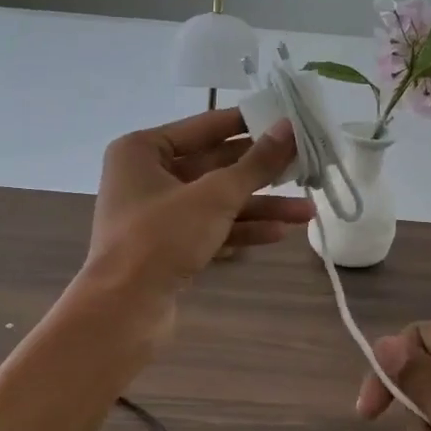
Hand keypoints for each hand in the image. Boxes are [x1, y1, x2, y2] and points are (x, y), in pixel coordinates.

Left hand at [85, 107, 313, 305]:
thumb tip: (289, 128)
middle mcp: (146, 177)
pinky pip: (210, 229)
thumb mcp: (214, 196)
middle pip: (213, 166)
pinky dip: (241, 230)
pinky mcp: (168, 248)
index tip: (288, 120)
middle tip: (305, 166)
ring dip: (259, 206)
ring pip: (216, 202)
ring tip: (306, 211)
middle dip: (260, 172)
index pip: (204, 126)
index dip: (248, 124)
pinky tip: (279, 233)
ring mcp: (157, 215)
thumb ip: (255, 163)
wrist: (124, 310)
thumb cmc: (161, 237)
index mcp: (142, 150)